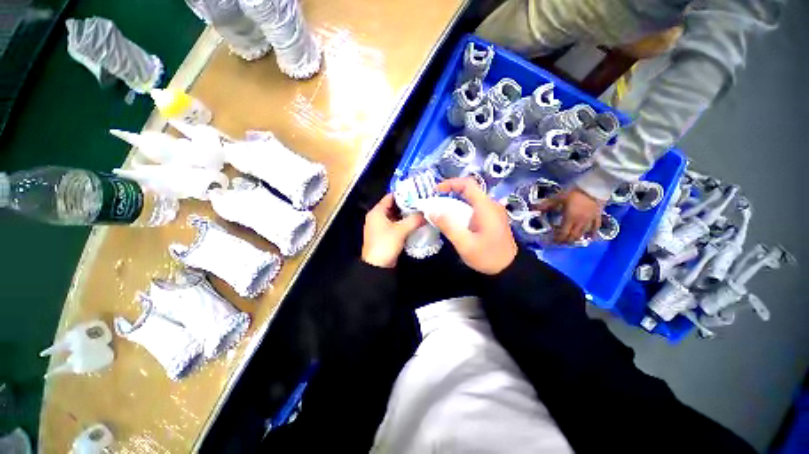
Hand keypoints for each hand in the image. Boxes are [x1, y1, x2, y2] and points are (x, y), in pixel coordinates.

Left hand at [362, 194, 425, 267]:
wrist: (377, 266)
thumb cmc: (386, 244)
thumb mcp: (401, 230)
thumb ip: (414, 220)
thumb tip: (426, 213)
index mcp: (377, 212)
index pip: (390, 197)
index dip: (403, 194)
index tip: (416, 192)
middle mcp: (377, 217)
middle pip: (393, 207)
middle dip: (407, 205)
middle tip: (421, 202)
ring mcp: (381, 227)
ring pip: (396, 217)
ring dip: (406, 215)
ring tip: (421, 211)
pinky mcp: (385, 235)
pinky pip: (396, 225)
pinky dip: (404, 224)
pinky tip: (415, 223)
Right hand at [431, 177, 517, 274]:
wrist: (509, 269)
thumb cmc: (488, 256)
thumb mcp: (465, 244)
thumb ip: (448, 227)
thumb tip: (432, 211)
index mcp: (486, 207)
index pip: (468, 184)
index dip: (450, 183)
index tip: (436, 191)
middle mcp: (491, 205)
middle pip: (469, 191)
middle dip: (450, 193)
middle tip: (435, 204)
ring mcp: (493, 212)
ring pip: (471, 200)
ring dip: (455, 203)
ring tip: (441, 213)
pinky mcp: (492, 219)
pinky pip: (474, 208)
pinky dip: (461, 210)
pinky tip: (454, 221)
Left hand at [536, 188, 604, 243]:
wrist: (595, 186)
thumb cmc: (575, 193)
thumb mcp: (558, 198)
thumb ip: (547, 204)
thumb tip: (534, 209)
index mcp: (569, 218)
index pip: (563, 233)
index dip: (558, 238)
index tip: (554, 241)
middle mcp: (580, 222)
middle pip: (573, 235)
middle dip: (566, 240)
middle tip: (561, 242)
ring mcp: (590, 220)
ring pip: (583, 233)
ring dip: (577, 238)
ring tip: (571, 241)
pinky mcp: (598, 216)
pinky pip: (596, 228)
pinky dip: (592, 234)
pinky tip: (590, 238)